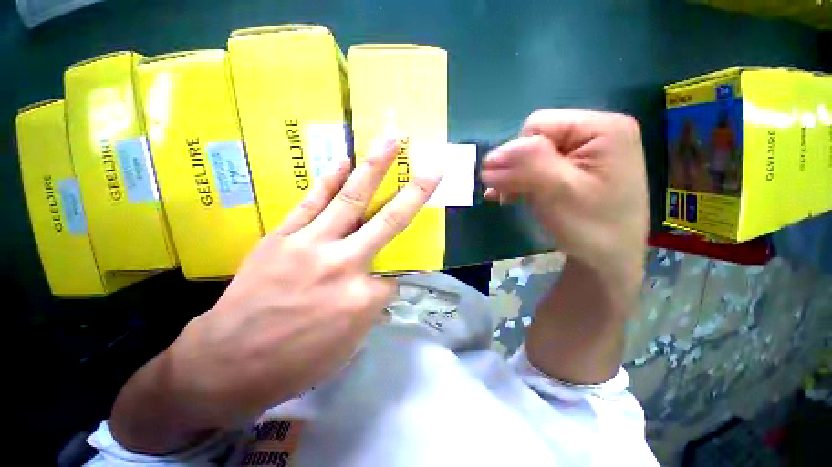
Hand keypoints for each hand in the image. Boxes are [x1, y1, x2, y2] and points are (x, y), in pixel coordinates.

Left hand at [111, 138, 440, 451]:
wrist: (227, 365)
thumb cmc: (294, 364)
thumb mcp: (348, 345)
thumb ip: (370, 308)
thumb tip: (379, 283)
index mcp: (363, 298)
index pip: (393, 279)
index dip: (389, 284)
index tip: (379, 291)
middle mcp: (345, 264)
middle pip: (389, 222)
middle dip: (415, 192)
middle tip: (432, 167)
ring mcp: (312, 245)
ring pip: (351, 199)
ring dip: (373, 167)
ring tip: (390, 139)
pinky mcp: (284, 237)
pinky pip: (312, 202)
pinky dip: (329, 179)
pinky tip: (344, 160)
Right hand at [482, 110, 648, 382]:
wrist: (607, 266)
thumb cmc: (591, 232)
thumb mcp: (558, 196)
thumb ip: (530, 166)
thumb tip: (497, 154)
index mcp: (604, 130)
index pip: (538, 126)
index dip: (520, 155)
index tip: (512, 185)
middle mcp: (597, 135)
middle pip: (533, 138)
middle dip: (514, 166)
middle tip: (505, 194)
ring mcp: (585, 154)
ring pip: (530, 153)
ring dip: (513, 177)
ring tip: (506, 199)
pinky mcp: (572, 172)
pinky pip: (535, 166)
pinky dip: (520, 182)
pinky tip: (512, 199)